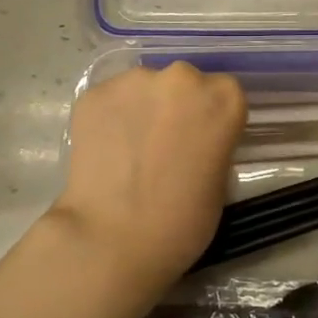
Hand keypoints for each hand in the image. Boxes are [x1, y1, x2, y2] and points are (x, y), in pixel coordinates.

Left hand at [48, 62, 246, 306]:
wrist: (112, 239)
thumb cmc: (182, 222)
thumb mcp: (220, 182)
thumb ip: (213, 144)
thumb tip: (195, 139)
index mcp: (223, 98)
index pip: (224, 94)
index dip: (211, 118)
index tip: (201, 142)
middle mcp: (181, 77)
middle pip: (183, 83)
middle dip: (176, 107)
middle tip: (164, 145)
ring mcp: (134, 81)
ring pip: (144, 88)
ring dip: (142, 109)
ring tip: (130, 150)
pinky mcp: (94, 93)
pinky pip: (110, 101)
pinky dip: (110, 119)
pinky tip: (105, 151)